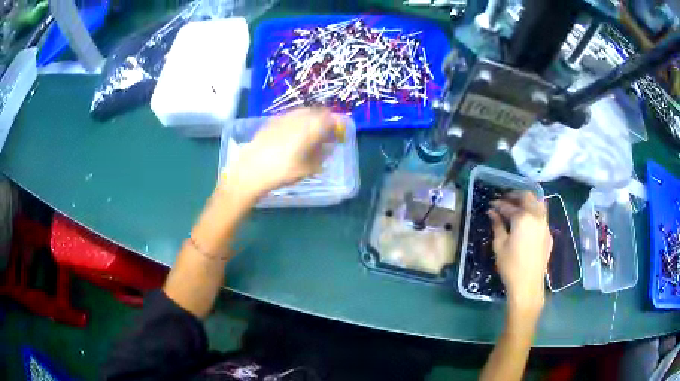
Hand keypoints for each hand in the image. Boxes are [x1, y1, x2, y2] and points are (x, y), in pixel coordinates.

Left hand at [219, 108, 339, 201]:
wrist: (251, 170)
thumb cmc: (282, 172)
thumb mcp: (307, 169)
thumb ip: (321, 156)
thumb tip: (327, 148)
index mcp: (310, 127)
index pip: (329, 118)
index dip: (334, 124)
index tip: (334, 135)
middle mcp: (298, 118)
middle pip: (316, 112)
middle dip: (321, 120)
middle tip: (321, 134)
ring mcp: (283, 117)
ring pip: (302, 112)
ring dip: (308, 120)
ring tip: (306, 134)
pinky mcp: (271, 121)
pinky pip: (289, 116)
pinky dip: (295, 122)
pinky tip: (290, 135)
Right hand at [488, 192, 551, 315]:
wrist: (528, 285)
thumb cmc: (510, 266)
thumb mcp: (499, 245)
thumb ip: (497, 225)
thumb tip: (492, 212)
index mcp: (523, 218)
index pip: (508, 206)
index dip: (498, 204)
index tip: (490, 205)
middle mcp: (536, 216)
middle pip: (527, 197)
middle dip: (515, 196)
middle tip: (505, 200)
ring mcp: (545, 225)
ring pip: (539, 203)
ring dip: (528, 201)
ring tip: (518, 207)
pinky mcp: (549, 234)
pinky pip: (543, 216)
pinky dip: (534, 213)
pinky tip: (527, 223)